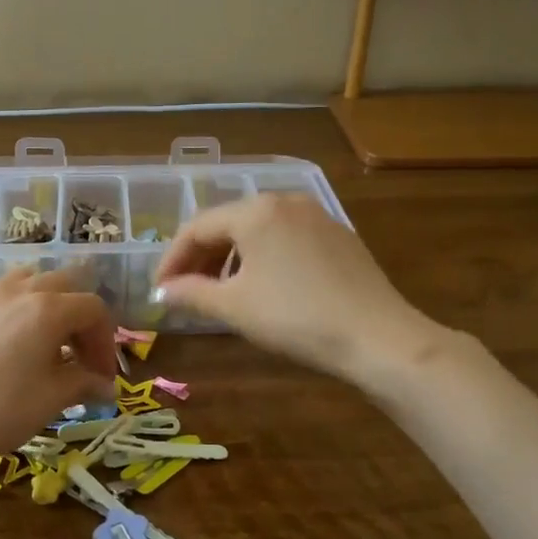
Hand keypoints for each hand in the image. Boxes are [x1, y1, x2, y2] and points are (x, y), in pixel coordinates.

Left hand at [0, 267, 115, 475]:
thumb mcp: (51, 400)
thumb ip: (84, 384)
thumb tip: (106, 387)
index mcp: (47, 309)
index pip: (93, 308)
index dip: (106, 341)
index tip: (104, 376)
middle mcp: (17, 291)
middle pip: (63, 284)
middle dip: (80, 318)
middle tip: (80, 356)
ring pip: (26, 282)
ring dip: (46, 305)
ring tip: (45, 342)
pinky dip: (14, 314)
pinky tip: (5, 350)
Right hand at [153, 193, 433, 381]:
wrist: (378, 337)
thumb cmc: (295, 317)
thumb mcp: (235, 307)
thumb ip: (191, 294)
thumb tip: (163, 293)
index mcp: (255, 211)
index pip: (197, 227)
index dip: (171, 259)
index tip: (159, 291)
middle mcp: (285, 201)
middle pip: (227, 224)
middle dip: (200, 258)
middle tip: (184, 292)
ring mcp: (316, 216)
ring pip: (257, 231)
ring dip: (229, 258)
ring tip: (220, 292)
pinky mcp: (338, 236)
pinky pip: (285, 239)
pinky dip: (261, 259)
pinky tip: (262, 287)